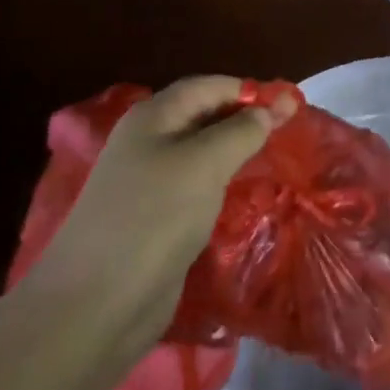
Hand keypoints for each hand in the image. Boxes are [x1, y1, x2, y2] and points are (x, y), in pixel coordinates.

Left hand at [22, 77, 296, 359]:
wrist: (98, 302)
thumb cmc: (155, 216)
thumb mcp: (205, 163)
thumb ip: (242, 131)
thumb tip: (272, 108)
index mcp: (153, 117)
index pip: (208, 86)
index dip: (248, 90)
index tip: (291, 106)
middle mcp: (148, 142)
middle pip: (204, 117)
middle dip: (245, 120)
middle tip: (290, 132)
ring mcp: (149, 182)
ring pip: (201, 154)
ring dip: (236, 153)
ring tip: (276, 159)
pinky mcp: (156, 219)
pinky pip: (196, 188)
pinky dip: (222, 185)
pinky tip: (245, 195)